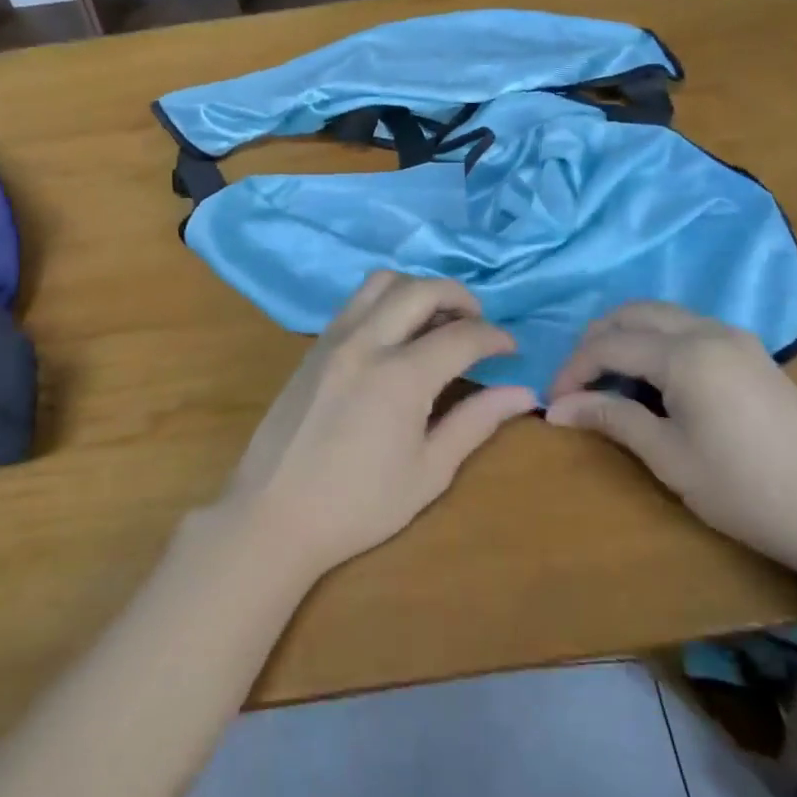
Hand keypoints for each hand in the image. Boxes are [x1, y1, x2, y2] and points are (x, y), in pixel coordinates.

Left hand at [218, 272, 537, 580]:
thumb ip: (475, 423)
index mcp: (400, 376)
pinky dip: (385, 301)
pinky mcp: (313, 347)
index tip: (511, 350)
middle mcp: (366, 343)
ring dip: (417, 289)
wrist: (273, 514)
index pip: (462, 336)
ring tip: (436, 320)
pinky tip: (396, 334)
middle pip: (420, 289)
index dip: (495, 338)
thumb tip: (523, 393)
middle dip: (460, 296)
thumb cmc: (358, 505)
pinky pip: (355, 302)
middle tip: (477, 324)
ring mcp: (333, 339)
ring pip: (381, 282)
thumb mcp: (428, 472)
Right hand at [544, 303, 796, 584]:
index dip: (573, 370)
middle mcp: (708, 331)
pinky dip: (657, 341)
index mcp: (685, 354)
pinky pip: (688, 328)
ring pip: (662, 315)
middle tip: (576, 383)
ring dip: (626, 337)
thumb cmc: (748, 490)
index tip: (553, 402)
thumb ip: (612, 419)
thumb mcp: (670, 458)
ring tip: (608, 380)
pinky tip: (653, 380)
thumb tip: (557, 408)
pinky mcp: (752, 354)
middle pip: (633, 314)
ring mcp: (735, 338)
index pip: (609, 345)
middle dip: (595, 342)